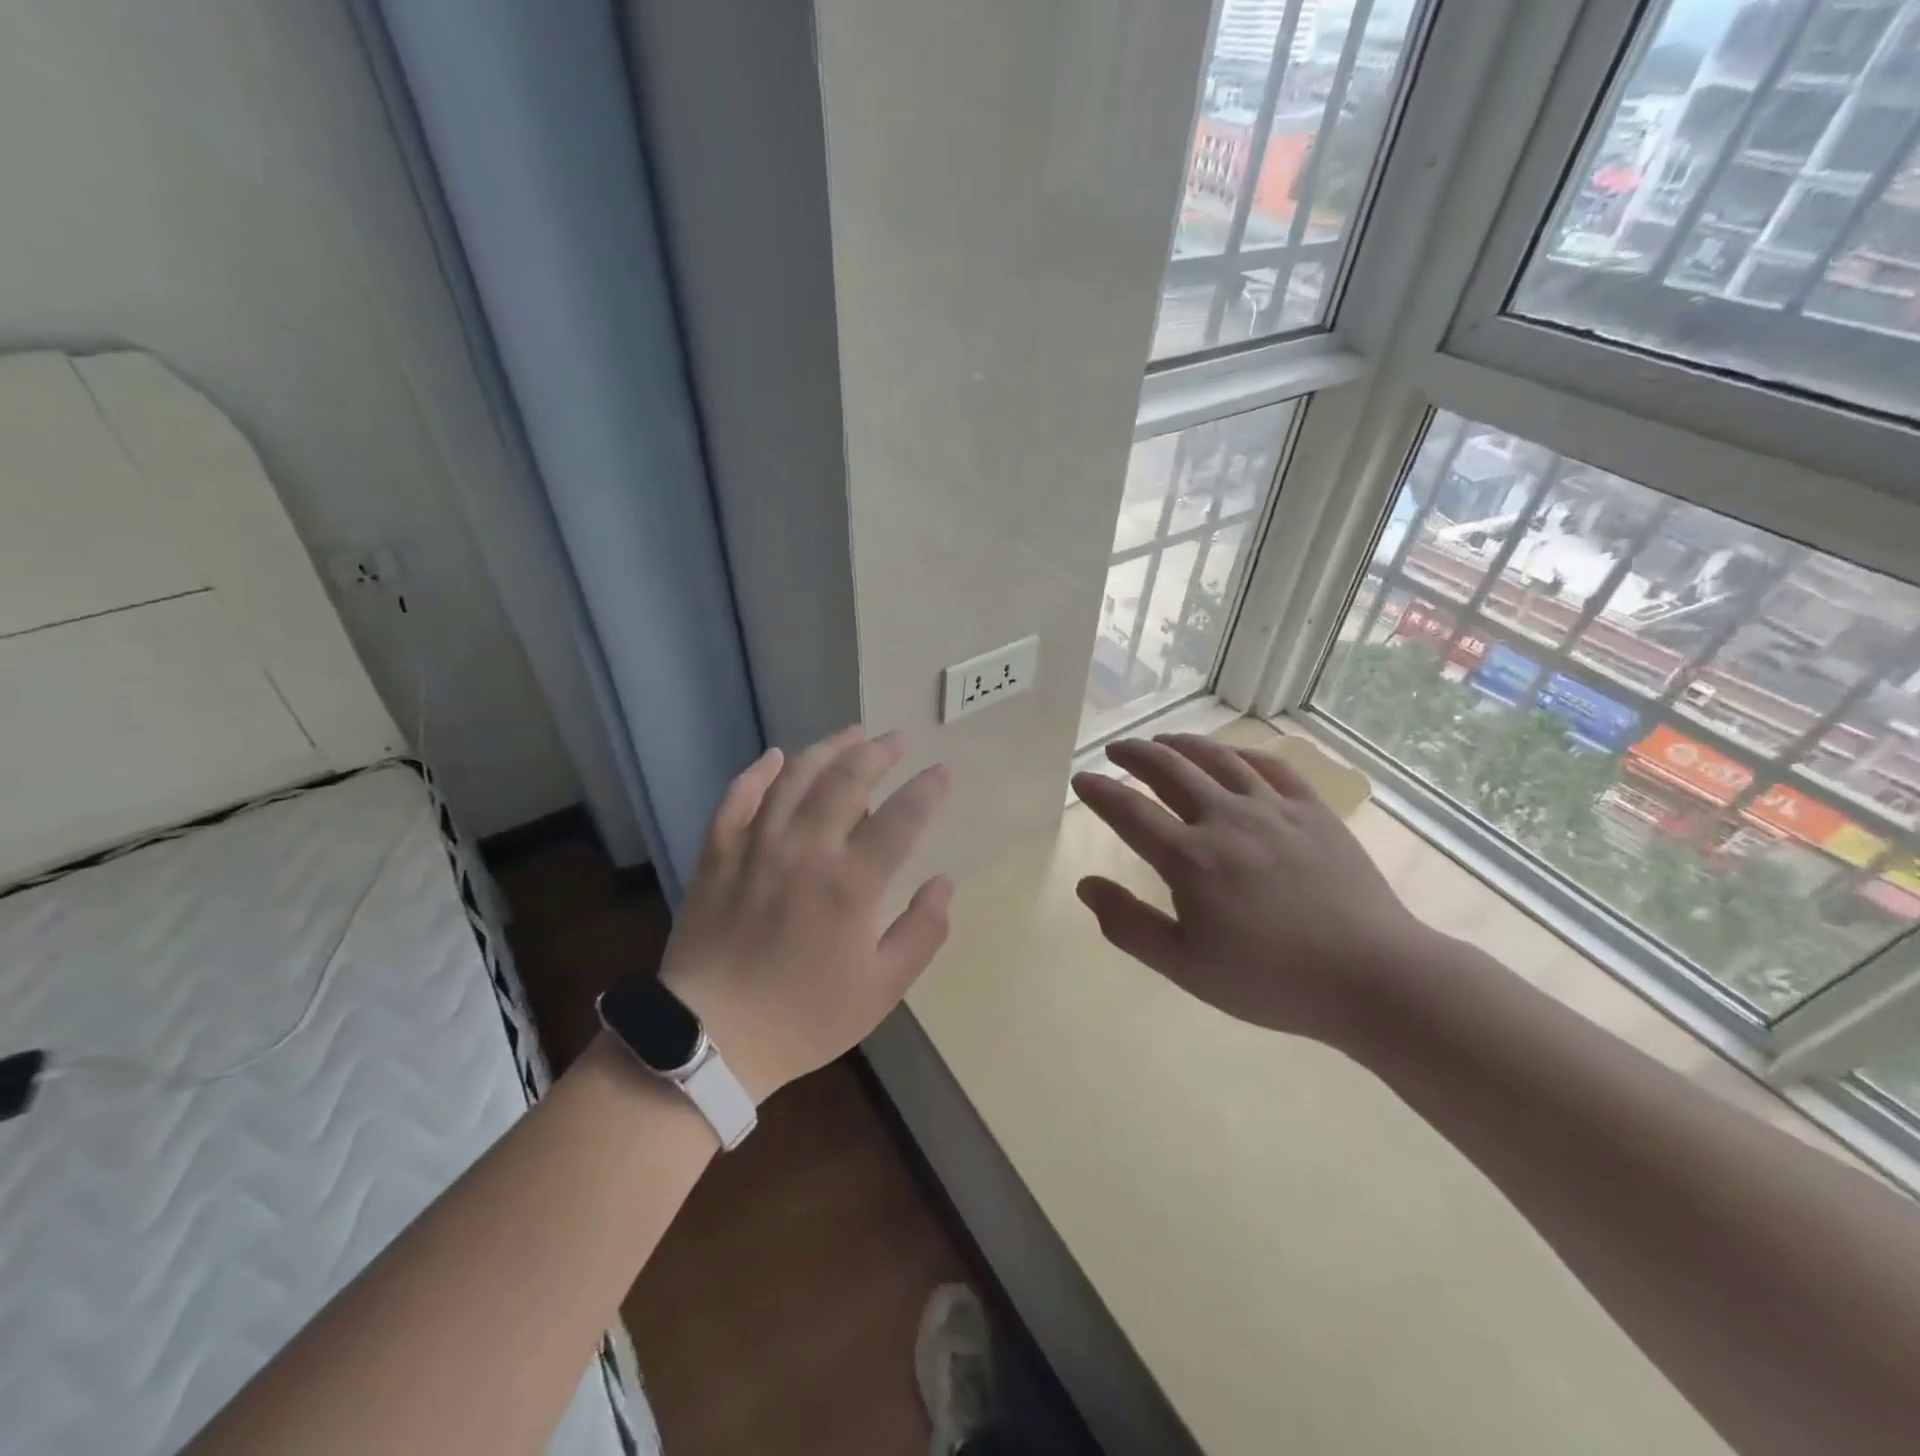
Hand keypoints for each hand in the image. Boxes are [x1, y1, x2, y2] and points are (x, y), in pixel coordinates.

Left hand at [660, 727, 952, 1102]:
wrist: (710, 1038)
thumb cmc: (804, 1018)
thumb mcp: (881, 990)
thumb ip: (922, 933)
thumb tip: (943, 884)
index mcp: (851, 883)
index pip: (901, 818)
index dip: (927, 789)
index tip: (941, 772)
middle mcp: (806, 849)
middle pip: (847, 780)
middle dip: (878, 753)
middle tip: (897, 740)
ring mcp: (756, 846)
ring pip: (795, 778)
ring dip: (827, 749)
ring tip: (851, 734)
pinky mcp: (717, 853)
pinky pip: (737, 798)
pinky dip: (757, 772)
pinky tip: (774, 756)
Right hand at [1071, 734, 1430, 1047]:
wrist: (1372, 978)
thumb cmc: (1271, 981)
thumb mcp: (1186, 968)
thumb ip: (1129, 926)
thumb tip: (1086, 886)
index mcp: (1191, 859)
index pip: (1129, 811)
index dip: (1099, 792)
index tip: (1080, 779)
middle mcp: (1226, 820)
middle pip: (1170, 770)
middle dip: (1135, 754)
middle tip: (1115, 748)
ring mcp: (1274, 809)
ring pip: (1218, 759)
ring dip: (1183, 744)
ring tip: (1163, 740)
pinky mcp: (1313, 811)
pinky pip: (1272, 766)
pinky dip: (1242, 753)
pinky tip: (1232, 754)